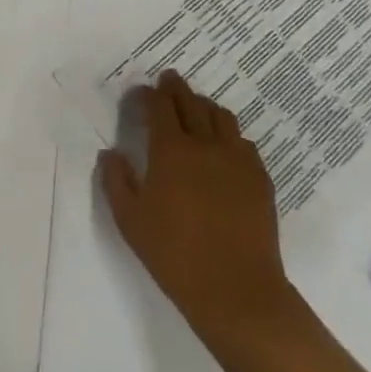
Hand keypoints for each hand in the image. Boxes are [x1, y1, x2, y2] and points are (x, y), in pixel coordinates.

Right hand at [99, 71, 293, 349]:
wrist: (237, 291)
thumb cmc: (175, 256)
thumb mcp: (130, 221)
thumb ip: (116, 181)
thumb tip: (111, 153)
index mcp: (171, 150)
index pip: (159, 106)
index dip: (148, 94)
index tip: (139, 93)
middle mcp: (205, 143)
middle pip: (190, 102)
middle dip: (176, 88)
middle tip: (168, 80)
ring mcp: (237, 158)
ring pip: (220, 116)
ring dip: (203, 105)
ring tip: (195, 108)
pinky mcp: (260, 177)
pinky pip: (242, 142)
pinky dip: (228, 134)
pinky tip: (223, 147)